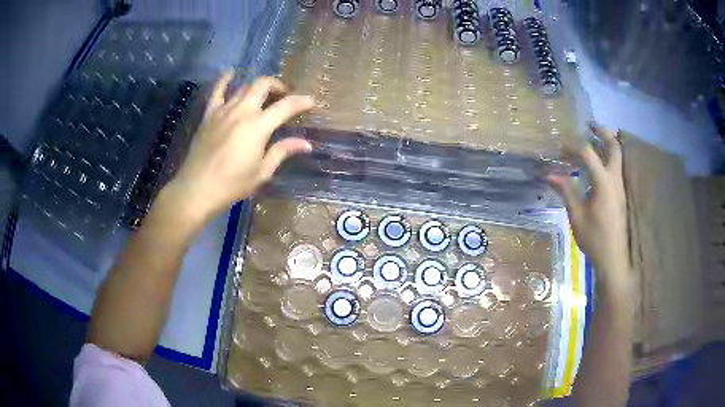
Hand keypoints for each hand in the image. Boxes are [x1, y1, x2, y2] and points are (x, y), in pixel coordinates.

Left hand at [168, 72, 314, 217]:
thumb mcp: (261, 172)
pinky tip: (230, 73)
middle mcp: (242, 111)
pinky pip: (217, 91)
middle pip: (263, 85)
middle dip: (278, 86)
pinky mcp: (209, 114)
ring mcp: (223, 110)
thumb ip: (282, 151)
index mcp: (259, 126)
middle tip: (283, 96)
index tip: (311, 102)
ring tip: (262, 94)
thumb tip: (306, 144)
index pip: (286, 106)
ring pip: (243, 86)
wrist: (197, 189)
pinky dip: (224, 80)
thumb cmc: (232, 184)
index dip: (302, 101)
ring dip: (257, 86)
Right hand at [547, 123, 628, 284]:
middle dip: (602, 132)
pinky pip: (616, 167)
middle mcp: (615, 179)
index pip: (588, 153)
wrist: (613, 257)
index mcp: (603, 182)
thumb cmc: (594, 238)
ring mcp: (620, 186)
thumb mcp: (577, 216)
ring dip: (607, 143)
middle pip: (614, 147)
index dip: (573, 146)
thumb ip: (566, 191)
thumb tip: (549, 174)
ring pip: (618, 156)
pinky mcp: (620, 194)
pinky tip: (598, 162)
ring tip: (593, 138)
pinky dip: (609, 157)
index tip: (561, 146)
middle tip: (589, 125)